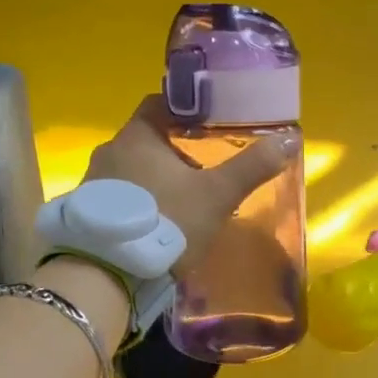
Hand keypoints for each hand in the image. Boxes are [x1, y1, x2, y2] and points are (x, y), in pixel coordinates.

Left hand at [83, 96, 297, 274]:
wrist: (110, 273)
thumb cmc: (166, 221)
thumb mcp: (217, 195)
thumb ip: (251, 167)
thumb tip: (290, 138)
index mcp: (138, 136)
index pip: (159, 104)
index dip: (185, 110)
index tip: (208, 123)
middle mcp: (110, 151)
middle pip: (146, 139)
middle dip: (174, 149)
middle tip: (204, 166)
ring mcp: (93, 183)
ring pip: (131, 169)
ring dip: (154, 178)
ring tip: (183, 197)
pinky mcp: (88, 213)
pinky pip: (118, 196)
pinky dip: (138, 201)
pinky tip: (156, 222)